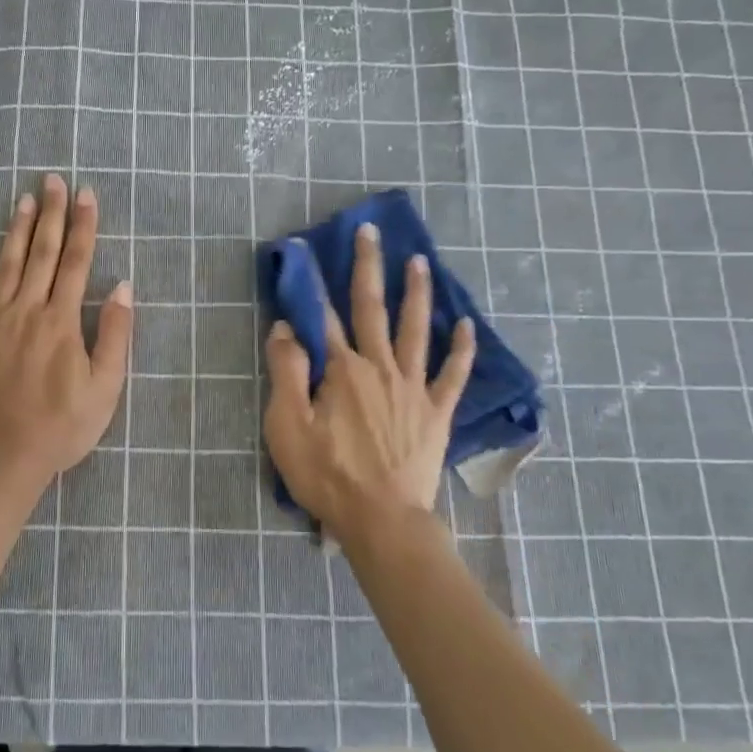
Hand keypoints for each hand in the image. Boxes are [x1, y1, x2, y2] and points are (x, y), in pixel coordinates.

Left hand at [0, 174, 133, 487]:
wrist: (2, 455)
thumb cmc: (61, 426)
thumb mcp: (105, 387)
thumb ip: (114, 335)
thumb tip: (123, 287)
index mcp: (63, 321)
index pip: (77, 263)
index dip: (84, 226)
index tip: (86, 195)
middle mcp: (29, 310)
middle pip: (42, 253)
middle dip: (51, 214)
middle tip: (53, 180)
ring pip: (7, 265)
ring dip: (17, 229)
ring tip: (23, 198)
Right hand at [263, 222, 475, 544]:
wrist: (381, 519)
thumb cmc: (327, 475)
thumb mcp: (287, 426)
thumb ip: (286, 372)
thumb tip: (286, 328)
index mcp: (341, 370)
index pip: (324, 317)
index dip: (313, 283)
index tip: (307, 252)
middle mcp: (379, 366)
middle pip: (372, 308)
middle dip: (368, 267)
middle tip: (371, 232)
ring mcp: (413, 387)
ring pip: (416, 329)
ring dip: (417, 293)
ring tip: (420, 262)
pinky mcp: (435, 412)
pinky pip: (453, 373)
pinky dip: (461, 348)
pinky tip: (466, 324)